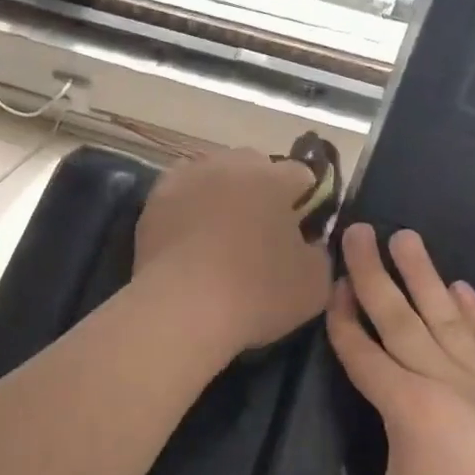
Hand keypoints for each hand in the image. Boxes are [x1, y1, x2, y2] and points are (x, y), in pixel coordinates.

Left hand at [133, 149, 331, 356]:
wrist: (181, 308)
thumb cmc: (256, 293)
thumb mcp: (314, 283)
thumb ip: (319, 252)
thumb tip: (309, 242)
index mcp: (273, 177)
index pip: (301, 175)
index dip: (306, 202)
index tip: (302, 231)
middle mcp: (229, 165)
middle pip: (254, 167)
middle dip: (262, 191)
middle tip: (261, 232)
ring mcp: (187, 178)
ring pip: (214, 175)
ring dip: (223, 194)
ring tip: (220, 234)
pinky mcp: (155, 199)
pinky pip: (182, 195)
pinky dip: (189, 209)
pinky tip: (190, 240)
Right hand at [268, 224, 474, 474]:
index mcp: (407, 407)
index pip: (363, 352)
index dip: (343, 318)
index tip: (332, 280)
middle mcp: (445, 382)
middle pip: (401, 318)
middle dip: (375, 273)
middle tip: (361, 228)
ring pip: (447, 319)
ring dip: (425, 276)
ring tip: (410, 237)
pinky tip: (465, 290)